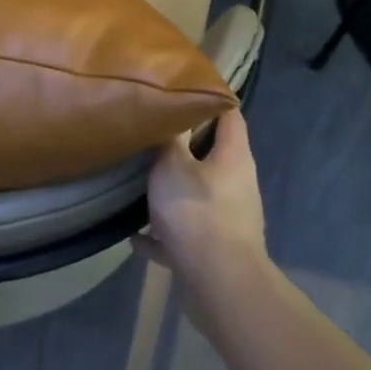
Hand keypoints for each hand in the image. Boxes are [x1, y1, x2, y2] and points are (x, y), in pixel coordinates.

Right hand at [132, 109, 265, 283]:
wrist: (218, 282)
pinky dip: (161, 234)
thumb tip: (168, 113)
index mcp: (233, 157)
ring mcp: (226, 220)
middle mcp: (236, 185)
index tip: (183, 87)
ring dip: (170, 192)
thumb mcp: (172, 166)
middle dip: (183, 146)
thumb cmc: (196, 212)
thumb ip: (169, 140)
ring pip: (195, 196)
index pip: (229, 115)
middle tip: (149, 133)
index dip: (210, 98)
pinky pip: (181, 235)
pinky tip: (134, 236)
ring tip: (138, 183)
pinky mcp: (212, 250)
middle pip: (212, 156)